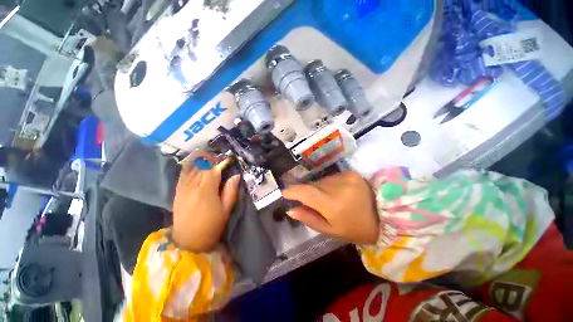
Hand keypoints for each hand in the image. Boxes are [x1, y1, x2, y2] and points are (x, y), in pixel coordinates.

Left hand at [172, 155, 240, 252]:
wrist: (188, 242)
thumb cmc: (212, 226)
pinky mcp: (177, 192)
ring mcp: (183, 188)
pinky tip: (195, 165)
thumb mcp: (226, 210)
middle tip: (219, 159)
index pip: (213, 168)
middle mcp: (192, 186)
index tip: (228, 159)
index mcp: (206, 190)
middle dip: (211, 158)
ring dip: (200, 160)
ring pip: (191, 168)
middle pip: (201, 165)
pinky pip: (183, 174)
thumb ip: (231, 191)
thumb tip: (236, 176)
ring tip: (208, 158)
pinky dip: (190, 167)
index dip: (220, 161)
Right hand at [283, 171, 378, 244]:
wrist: (384, 217)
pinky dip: (330, 184)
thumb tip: (290, 209)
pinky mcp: (351, 173)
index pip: (305, 192)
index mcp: (331, 204)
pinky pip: (331, 177)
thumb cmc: (355, 229)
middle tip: (313, 203)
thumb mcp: (330, 230)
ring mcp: (345, 177)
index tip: (285, 193)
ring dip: (320, 188)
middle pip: (312, 185)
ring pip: (321, 181)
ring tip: (329, 199)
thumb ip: (308, 218)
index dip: (292, 191)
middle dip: (308, 193)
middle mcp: (336, 186)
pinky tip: (338, 192)